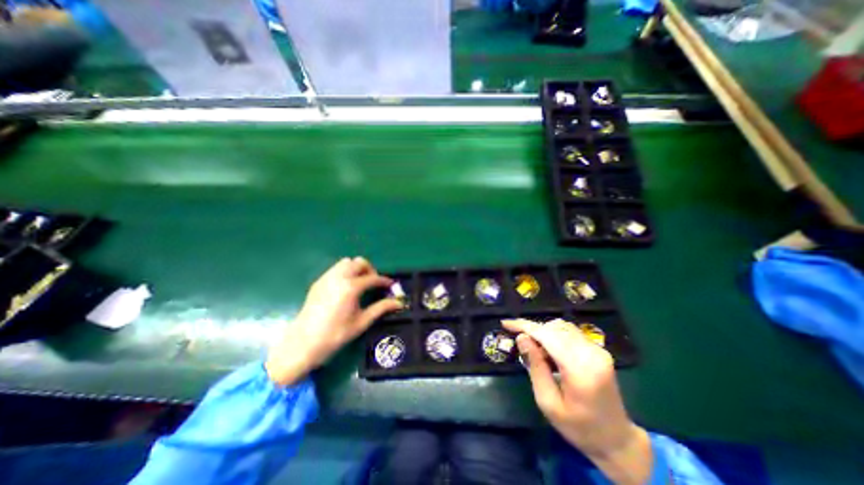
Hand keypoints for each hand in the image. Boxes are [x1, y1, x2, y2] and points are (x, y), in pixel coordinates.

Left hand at [267, 258, 401, 386]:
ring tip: (360, 284)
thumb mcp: (362, 322)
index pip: (373, 278)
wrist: (303, 343)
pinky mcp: (318, 282)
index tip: (391, 286)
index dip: (384, 281)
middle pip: (360, 262)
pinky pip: (335, 269)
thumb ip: (381, 308)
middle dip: (370, 270)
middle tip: (374, 283)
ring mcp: (327, 278)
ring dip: (357, 268)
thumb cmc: (335, 335)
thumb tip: (399, 303)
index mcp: (351, 287)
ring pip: (346, 262)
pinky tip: (346, 288)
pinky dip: (345, 272)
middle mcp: (339, 277)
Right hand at [503, 318, 652, 484]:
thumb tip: (521, 337)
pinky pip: (571, 333)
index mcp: (580, 369)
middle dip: (534, 331)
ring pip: (562, 326)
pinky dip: (555, 336)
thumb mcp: (548, 402)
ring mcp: (598, 350)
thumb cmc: (578, 427)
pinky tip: (552, 353)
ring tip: (539, 353)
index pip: (547, 335)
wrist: (616, 440)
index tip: (506, 323)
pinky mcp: (599, 350)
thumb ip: (535, 366)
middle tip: (524, 348)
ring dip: (544, 333)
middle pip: (554, 327)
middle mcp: (592, 353)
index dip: (524, 326)